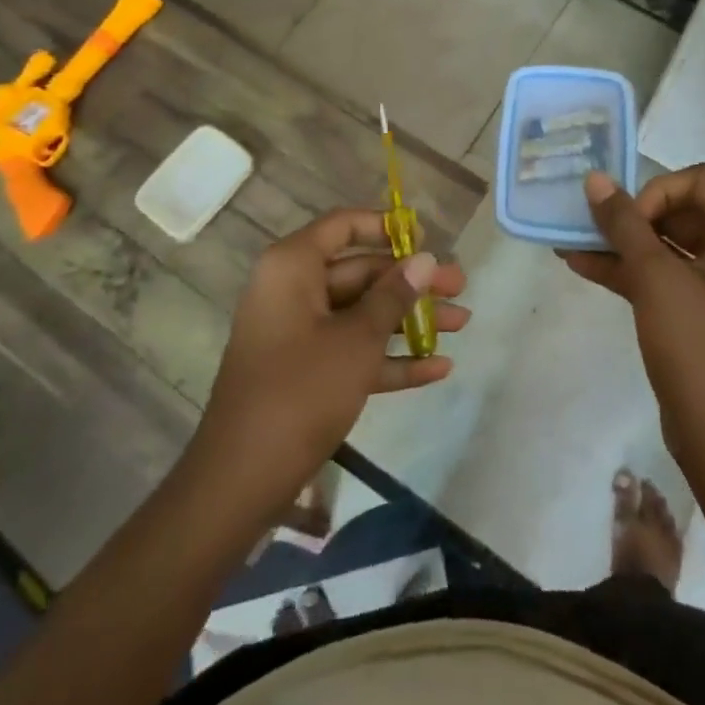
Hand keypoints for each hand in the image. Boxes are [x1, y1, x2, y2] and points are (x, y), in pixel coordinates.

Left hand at [194, 209, 468, 513]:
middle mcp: (292, 290)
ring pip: (360, 314)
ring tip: (462, 324)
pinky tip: (438, 368)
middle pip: (359, 273)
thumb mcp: (356, 340)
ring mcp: (297, 333)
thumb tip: (426, 260)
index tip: (426, 240)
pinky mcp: (304, 371)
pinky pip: (351, 351)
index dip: (386, 227)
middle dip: (412, 284)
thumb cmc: (301, 391)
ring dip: (409, 321)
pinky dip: (389, 357)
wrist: (242, 478)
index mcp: (293, 267)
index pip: (343, 226)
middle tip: (461, 289)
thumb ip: (393, 297)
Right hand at [559, 164, 704, 490]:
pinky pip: (660, 275)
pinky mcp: (697, 312)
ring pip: (664, 244)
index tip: (629, 220)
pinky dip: (625, 269)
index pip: (700, 179)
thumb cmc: (699, 348)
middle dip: (630, 215)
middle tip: (589, 225)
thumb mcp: (656, 279)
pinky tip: (580, 265)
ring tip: (569, 241)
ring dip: (620, 242)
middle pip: (679, 209)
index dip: (658, 190)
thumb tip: (596, 179)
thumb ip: (624, 224)